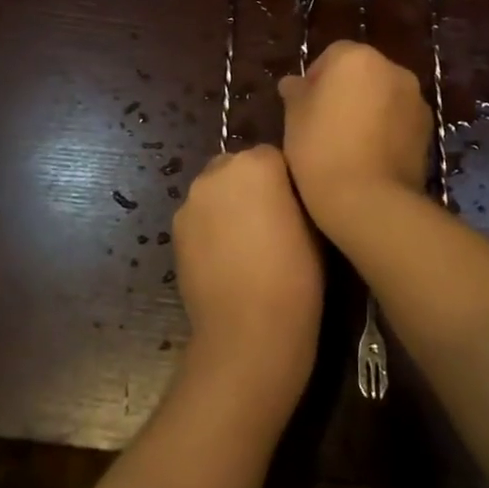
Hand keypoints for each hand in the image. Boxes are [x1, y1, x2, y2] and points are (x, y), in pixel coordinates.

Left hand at [171, 145, 322, 417]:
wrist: (248, 331)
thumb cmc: (296, 277)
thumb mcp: (313, 225)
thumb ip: (294, 193)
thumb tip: (287, 191)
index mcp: (257, 163)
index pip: (273, 156)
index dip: (285, 181)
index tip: (295, 206)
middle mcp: (218, 171)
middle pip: (237, 166)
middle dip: (252, 185)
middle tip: (271, 221)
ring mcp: (191, 200)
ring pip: (214, 190)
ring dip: (228, 204)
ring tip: (247, 242)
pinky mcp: (175, 229)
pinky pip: (199, 216)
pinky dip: (210, 227)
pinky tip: (225, 258)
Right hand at [276, 40, 430, 233]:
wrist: (370, 201)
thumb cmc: (321, 149)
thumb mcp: (294, 118)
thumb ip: (296, 92)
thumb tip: (295, 83)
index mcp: (357, 57)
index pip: (331, 55)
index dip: (315, 80)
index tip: (304, 108)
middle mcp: (392, 69)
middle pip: (362, 73)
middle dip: (345, 92)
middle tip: (323, 125)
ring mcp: (415, 99)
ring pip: (383, 95)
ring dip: (368, 109)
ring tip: (348, 143)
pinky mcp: (428, 129)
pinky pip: (399, 119)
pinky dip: (386, 129)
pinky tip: (369, 156)